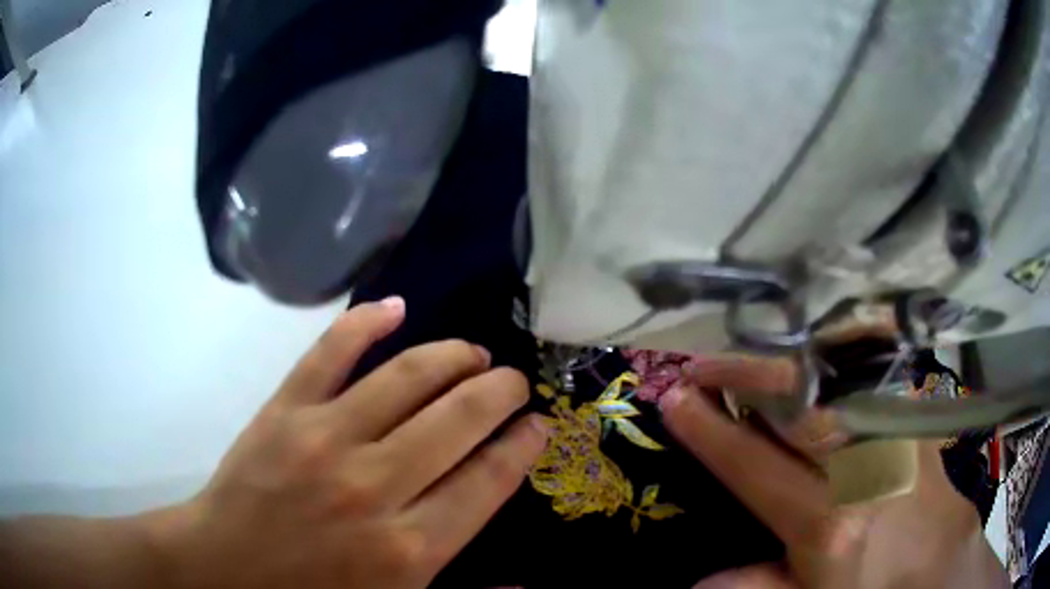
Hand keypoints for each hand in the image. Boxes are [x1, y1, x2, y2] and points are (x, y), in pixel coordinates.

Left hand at [155, 297, 548, 588]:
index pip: (488, 479)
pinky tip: (395, 307)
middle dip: (499, 391)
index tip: (538, 424)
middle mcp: (375, 487)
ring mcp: (324, 439)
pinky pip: (330, 352)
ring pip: (406, 377)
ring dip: (451, 355)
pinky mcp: (283, 411)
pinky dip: (366, 323)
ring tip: (471, 352)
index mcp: (409, 548)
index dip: (522, 444)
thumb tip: (523, 585)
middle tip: (512, 381)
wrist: (225, 568)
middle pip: (459, 418)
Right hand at [659, 355, 1006, 588]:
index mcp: (827, 518)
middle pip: (798, 401)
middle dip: (745, 373)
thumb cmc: (871, 585)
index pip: (754, 464)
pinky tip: (814, 357)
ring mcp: (892, 432)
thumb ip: (755, 586)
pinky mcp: (912, 418)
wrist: (938, 560)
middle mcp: (861, 464)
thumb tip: (696, 583)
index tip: (674, 397)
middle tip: (704, 361)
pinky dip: (833, 361)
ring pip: (831, 379)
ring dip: (784, 362)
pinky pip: (867, 377)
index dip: (710, 430)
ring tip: (748, 355)